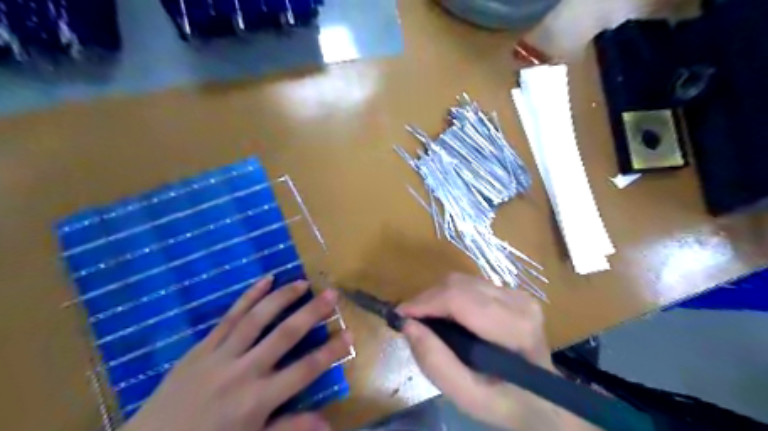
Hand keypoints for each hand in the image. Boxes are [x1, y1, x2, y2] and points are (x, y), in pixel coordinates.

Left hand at [122, 276, 351, 430]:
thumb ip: (289, 429)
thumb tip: (328, 423)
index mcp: (258, 400)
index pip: (305, 370)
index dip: (331, 352)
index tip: (350, 334)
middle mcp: (243, 372)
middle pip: (285, 335)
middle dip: (311, 313)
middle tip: (331, 293)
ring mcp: (220, 355)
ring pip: (257, 318)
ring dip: (282, 298)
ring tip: (302, 282)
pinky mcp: (202, 347)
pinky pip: (229, 317)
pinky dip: (249, 296)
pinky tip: (265, 280)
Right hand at [399, 273, 601, 429]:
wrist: (545, 399)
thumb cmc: (508, 403)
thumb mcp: (468, 396)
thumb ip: (436, 363)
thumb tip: (408, 325)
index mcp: (514, 328)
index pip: (459, 299)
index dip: (424, 302)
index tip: (399, 315)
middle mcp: (518, 301)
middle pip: (458, 284)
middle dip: (427, 299)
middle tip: (410, 321)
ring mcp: (517, 293)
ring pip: (461, 281)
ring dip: (437, 297)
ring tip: (427, 320)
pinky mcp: (512, 292)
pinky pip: (470, 284)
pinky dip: (450, 296)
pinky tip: (447, 317)